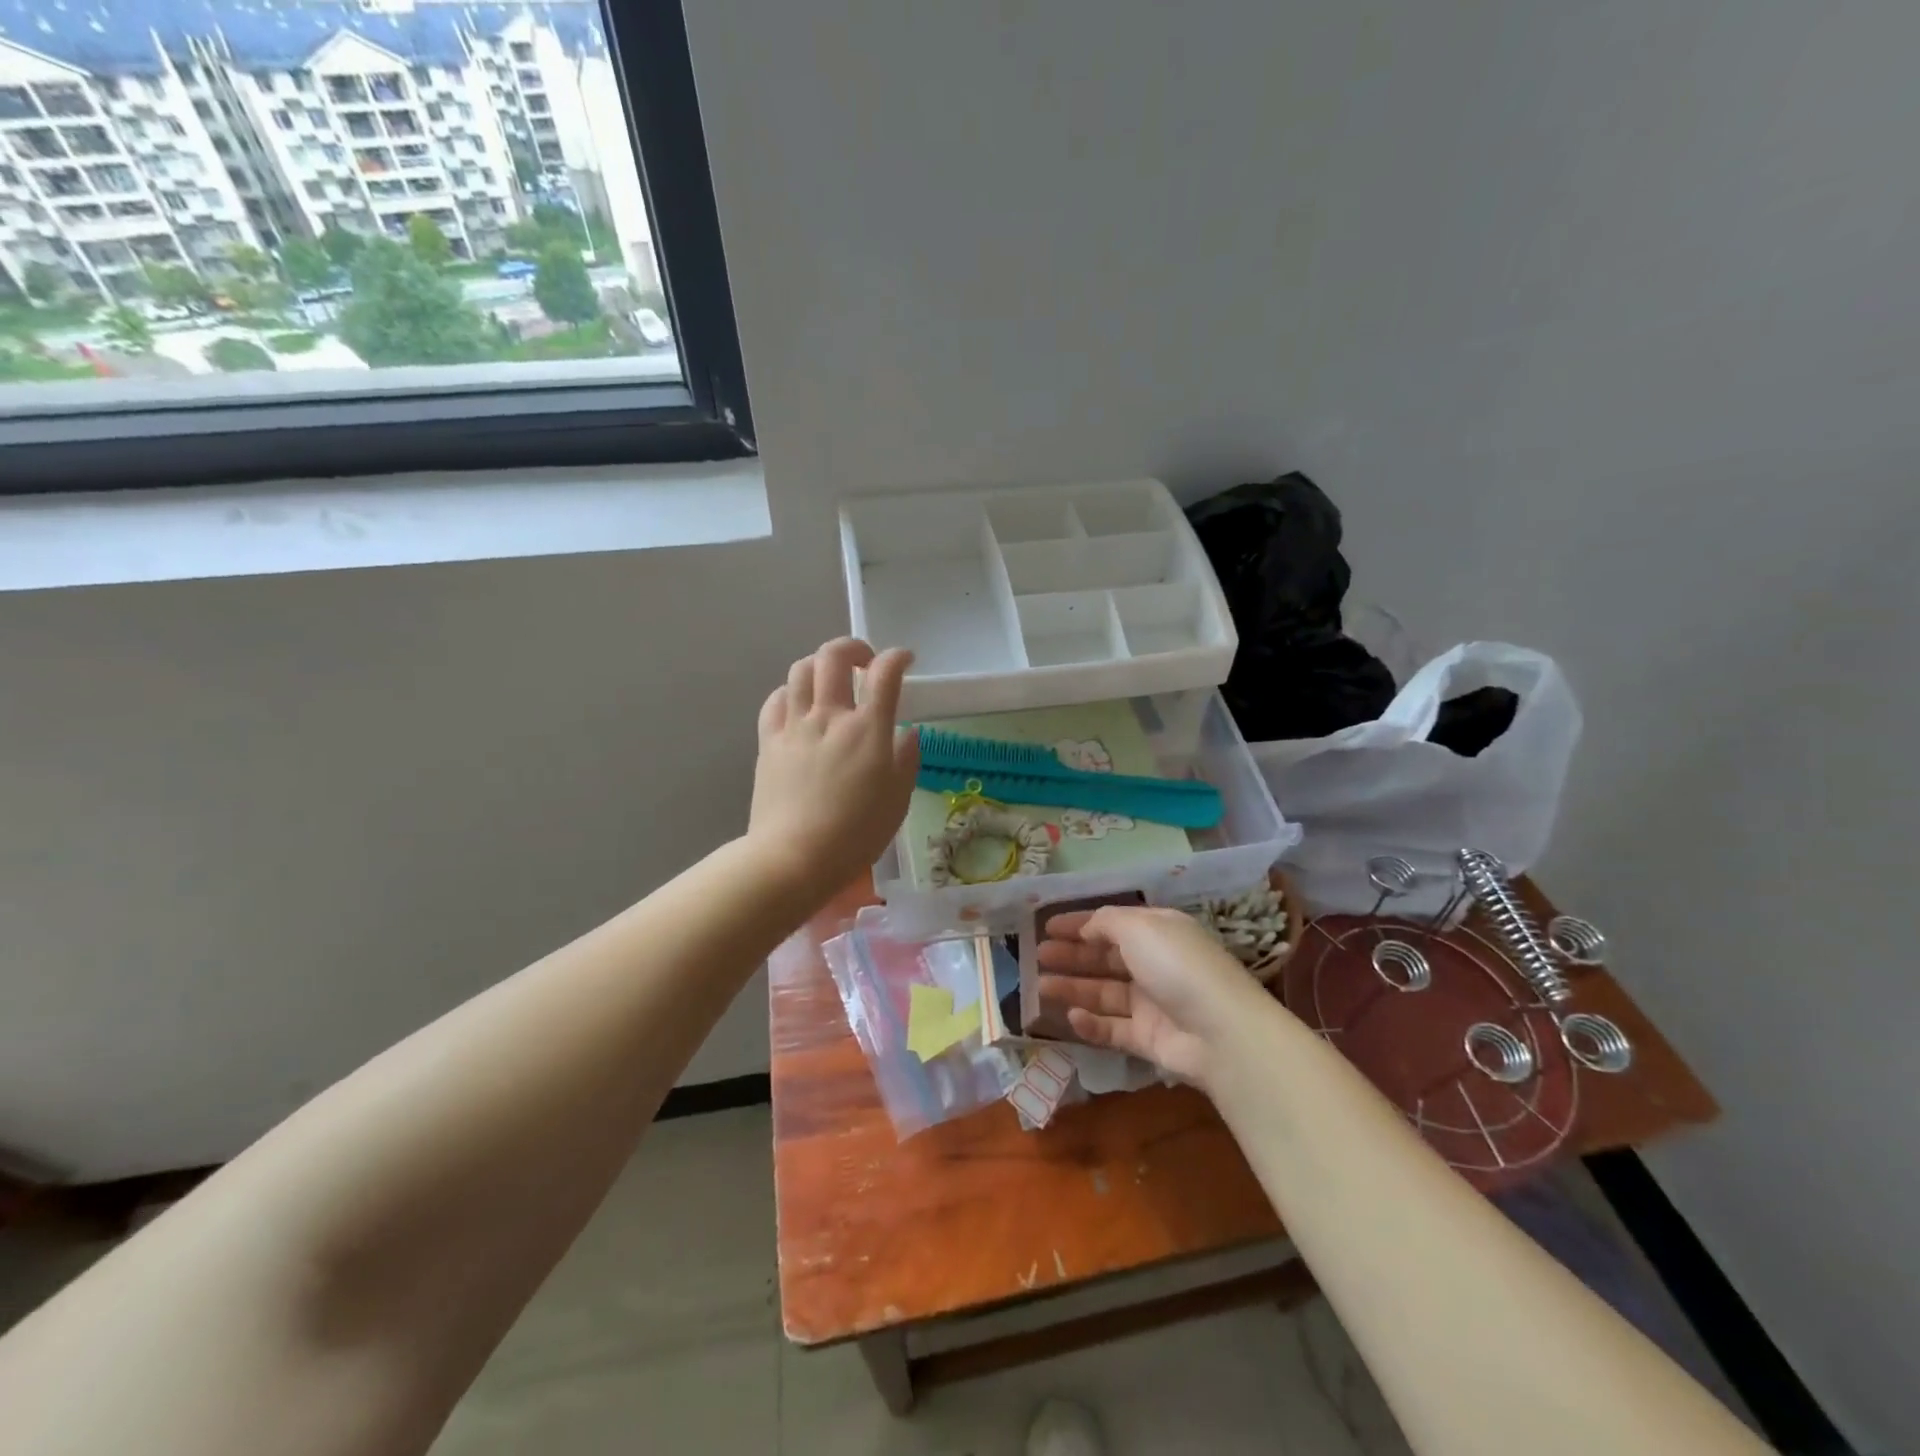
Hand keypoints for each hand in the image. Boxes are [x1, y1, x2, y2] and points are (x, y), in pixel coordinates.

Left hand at [748, 638, 919, 897]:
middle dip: (854, 647)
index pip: (885, 674)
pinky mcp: (769, 741)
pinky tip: (799, 705)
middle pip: (834, 656)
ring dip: (820, 665)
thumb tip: (906, 732)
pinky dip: (790, 692)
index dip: (897, 657)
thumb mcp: (897, 800)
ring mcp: (795, 726)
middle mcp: (830, 717)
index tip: (905, 660)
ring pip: (801, 670)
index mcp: (867, 730)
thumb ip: (906, 759)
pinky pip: (775, 700)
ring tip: (831, 680)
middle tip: (865, 662)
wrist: (794, 857)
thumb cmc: (855, 834)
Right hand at [1036, 906, 1273, 1088]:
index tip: (1047, 927)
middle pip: (1106, 958)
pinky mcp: (1150, 1038)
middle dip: (1072, 955)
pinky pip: (1113, 1028)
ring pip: (1105, 993)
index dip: (1079, 924)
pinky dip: (1091, 1023)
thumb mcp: (1138, 927)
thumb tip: (1086, 927)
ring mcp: (1153, 1003)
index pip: (1112, 923)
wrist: (1221, 1031)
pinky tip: (1070, 1017)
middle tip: (1037, 956)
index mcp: (1157, 931)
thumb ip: (1106, 923)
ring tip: (1041, 986)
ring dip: (1074, 987)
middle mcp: (1155, 963)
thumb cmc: (1176, 965)